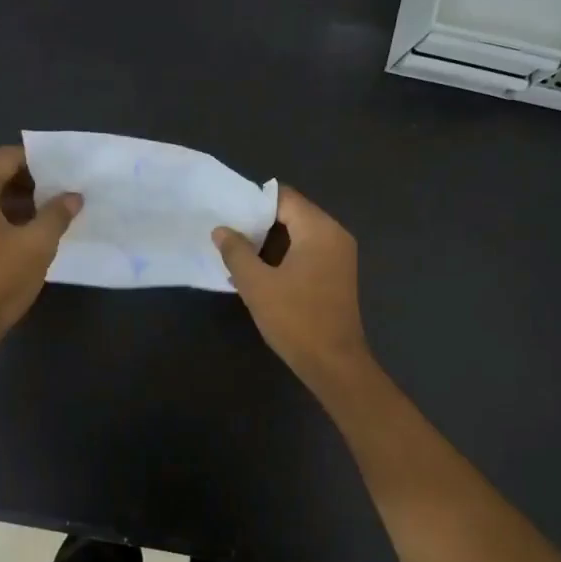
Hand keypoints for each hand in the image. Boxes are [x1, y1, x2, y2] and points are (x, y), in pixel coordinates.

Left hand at [0, 145, 80, 365]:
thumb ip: (57, 214)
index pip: (7, 157)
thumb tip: (73, 196)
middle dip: (34, 181)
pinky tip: (38, 231)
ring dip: (25, 201)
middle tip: (66, 191)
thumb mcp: (37, 243)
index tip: (67, 171)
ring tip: (58, 211)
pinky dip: (11, 217)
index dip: (39, 161)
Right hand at [212, 185, 372, 389]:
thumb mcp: (257, 285)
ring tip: (236, 256)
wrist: (334, 364)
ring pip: (298, 236)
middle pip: (292, 214)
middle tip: (227, 236)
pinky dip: (283, 258)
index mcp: (319, 229)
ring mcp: (339, 256)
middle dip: (258, 224)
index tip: (227, 214)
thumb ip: (236, 252)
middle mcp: (334, 235)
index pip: (283, 198)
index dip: (253, 202)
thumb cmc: (295, 319)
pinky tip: (258, 274)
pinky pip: (306, 253)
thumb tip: (221, 229)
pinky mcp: (336, 275)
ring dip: (269, 244)